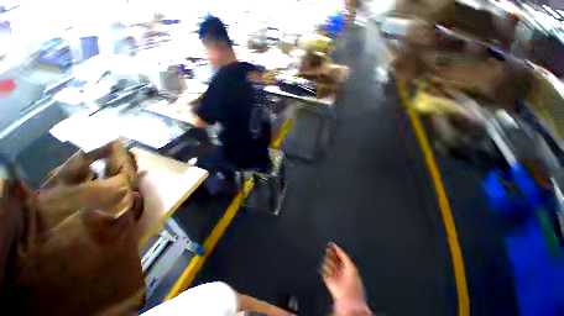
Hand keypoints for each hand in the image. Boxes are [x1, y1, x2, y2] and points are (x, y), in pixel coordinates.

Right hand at [322, 243, 364, 303]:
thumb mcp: (350, 265)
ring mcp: (334, 275)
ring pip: (328, 263)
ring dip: (329, 261)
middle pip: (333, 258)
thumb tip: (335, 247)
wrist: (348, 297)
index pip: (340, 255)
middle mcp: (340, 271)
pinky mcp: (328, 280)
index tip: (331, 244)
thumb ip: (343, 255)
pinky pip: (324, 270)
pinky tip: (328, 270)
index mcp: (347, 267)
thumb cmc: (353, 283)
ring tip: (330, 261)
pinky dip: (326, 269)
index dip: (336, 249)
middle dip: (331, 253)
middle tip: (328, 248)